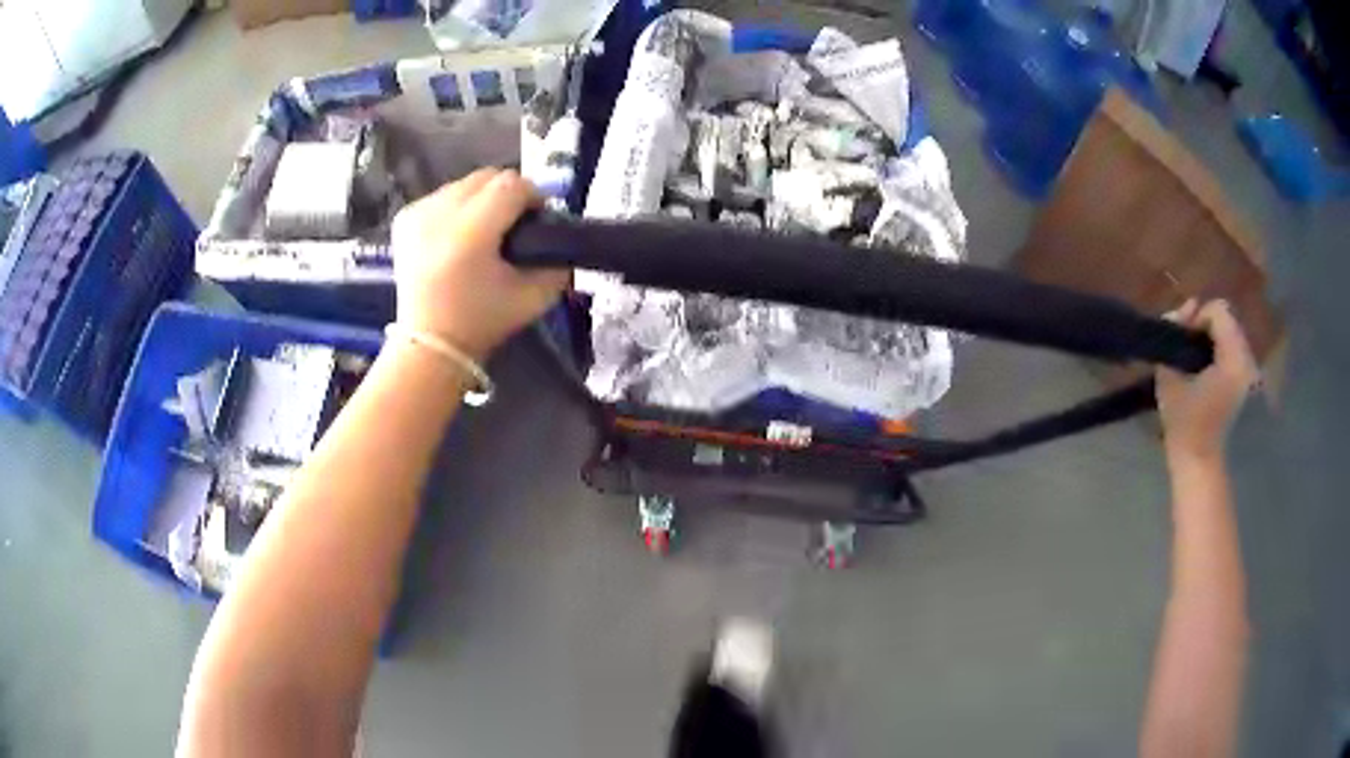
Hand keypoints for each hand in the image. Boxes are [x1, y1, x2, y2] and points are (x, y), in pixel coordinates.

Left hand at [391, 168, 569, 359]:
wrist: (429, 344)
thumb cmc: (481, 323)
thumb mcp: (534, 298)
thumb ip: (556, 262)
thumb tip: (557, 234)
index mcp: (470, 233)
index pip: (511, 186)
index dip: (533, 196)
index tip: (538, 218)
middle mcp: (439, 214)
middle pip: (487, 177)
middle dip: (507, 195)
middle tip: (514, 224)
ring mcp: (417, 213)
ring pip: (465, 184)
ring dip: (482, 200)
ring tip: (486, 230)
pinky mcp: (405, 217)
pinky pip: (443, 195)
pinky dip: (457, 207)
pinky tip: (458, 235)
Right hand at [1156, 300, 1259, 463]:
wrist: (1199, 463)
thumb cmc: (1184, 424)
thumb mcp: (1169, 376)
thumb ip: (1173, 336)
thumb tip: (1178, 312)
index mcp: (1233, 357)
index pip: (1218, 311)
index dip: (1197, 316)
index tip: (1182, 335)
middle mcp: (1247, 359)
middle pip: (1227, 321)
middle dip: (1205, 327)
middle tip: (1186, 345)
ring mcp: (1249, 372)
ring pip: (1230, 335)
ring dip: (1211, 339)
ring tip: (1194, 358)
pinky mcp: (1246, 384)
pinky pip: (1234, 352)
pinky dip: (1219, 352)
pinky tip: (1205, 370)